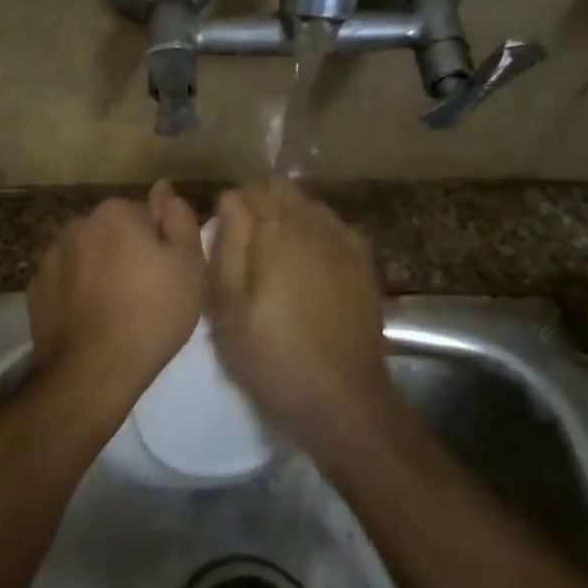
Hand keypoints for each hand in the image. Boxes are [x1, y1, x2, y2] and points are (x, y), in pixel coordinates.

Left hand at [28, 182, 205, 412]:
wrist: (94, 369)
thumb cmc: (152, 313)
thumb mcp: (188, 264)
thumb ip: (179, 217)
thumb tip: (163, 188)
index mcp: (115, 212)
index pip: (145, 214)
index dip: (159, 243)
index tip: (166, 274)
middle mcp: (77, 224)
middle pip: (112, 232)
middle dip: (126, 253)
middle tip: (145, 294)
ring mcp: (50, 256)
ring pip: (86, 255)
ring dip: (98, 271)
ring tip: (115, 310)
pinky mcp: (36, 288)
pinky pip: (65, 281)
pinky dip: (76, 292)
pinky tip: (90, 319)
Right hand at [206, 183, 395, 462]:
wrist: (340, 397)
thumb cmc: (270, 354)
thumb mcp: (227, 306)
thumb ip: (227, 245)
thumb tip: (230, 199)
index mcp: (277, 231)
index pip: (250, 191)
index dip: (232, 206)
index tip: (222, 233)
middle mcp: (315, 225)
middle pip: (284, 192)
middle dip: (262, 207)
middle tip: (246, 245)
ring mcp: (346, 243)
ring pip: (311, 207)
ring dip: (290, 218)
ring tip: (275, 255)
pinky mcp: (365, 264)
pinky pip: (336, 229)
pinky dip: (318, 234)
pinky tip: (309, 264)